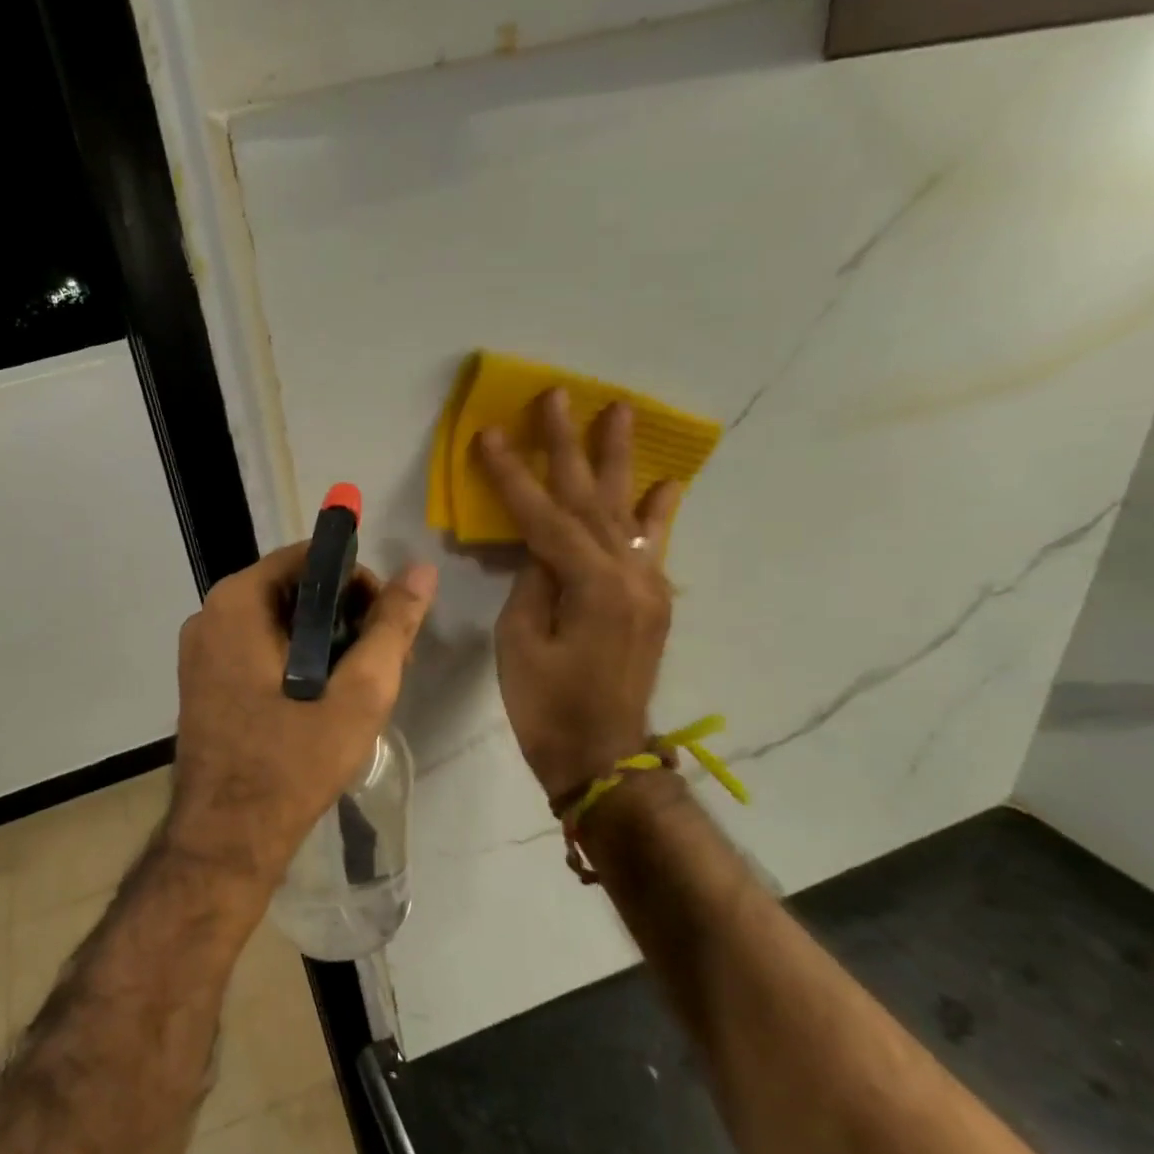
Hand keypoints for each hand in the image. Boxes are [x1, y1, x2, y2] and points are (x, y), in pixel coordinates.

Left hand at [168, 543, 438, 885]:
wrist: (226, 839)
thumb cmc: (293, 762)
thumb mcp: (359, 692)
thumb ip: (392, 625)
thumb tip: (422, 570)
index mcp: (237, 603)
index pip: (310, 558)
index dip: (358, 582)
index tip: (385, 626)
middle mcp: (209, 615)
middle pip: (294, 590)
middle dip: (345, 617)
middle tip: (382, 663)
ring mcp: (200, 651)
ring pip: (278, 623)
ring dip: (324, 643)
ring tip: (360, 688)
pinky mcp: (203, 682)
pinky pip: (258, 650)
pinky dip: (295, 662)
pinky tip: (323, 701)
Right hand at [474, 389, 682, 806]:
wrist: (602, 758)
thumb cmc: (546, 706)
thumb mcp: (520, 643)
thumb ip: (532, 583)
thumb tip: (540, 549)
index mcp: (589, 585)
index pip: (542, 515)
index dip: (511, 474)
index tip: (488, 433)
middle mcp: (627, 574)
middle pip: (589, 498)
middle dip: (568, 445)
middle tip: (558, 395)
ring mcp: (647, 586)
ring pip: (624, 511)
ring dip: (617, 460)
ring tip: (620, 412)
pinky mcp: (651, 601)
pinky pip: (651, 544)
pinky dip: (656, 511)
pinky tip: (665, 482)